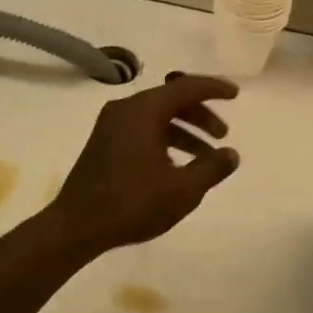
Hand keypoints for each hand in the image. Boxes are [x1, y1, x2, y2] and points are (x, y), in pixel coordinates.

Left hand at [48, 74, 240, 251]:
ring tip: (206, 158)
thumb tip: (231, 154)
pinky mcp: (104, 143)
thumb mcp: (183, 190)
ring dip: (184, 132)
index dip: (214, 89)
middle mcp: (125, 109)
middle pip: (171, 100)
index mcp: (144, 110)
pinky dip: (164, 140)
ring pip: (156, 117)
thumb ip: (212, 168)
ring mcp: (111, 125)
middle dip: (200, 115)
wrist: (76, 226)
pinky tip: (177, 167)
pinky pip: (142, 130)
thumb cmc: (132, 203)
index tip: (235, 94)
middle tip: (222, 135)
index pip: (186, 87)